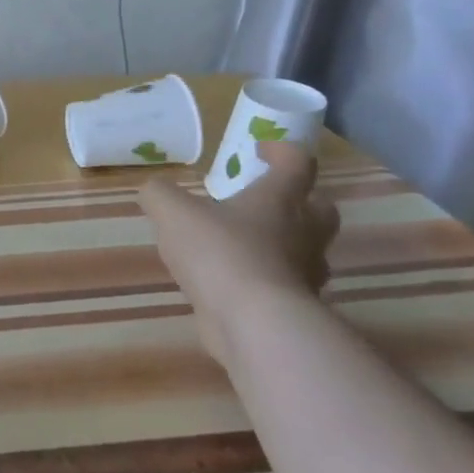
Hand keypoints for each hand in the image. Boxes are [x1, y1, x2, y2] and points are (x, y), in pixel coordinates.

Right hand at [140, 141, 340, 364]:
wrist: (254, 323)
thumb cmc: (219, 252)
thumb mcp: (172, 211)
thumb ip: (160, 194)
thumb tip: (155, 190)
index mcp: (279, 200)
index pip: (297, 164)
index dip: (282, 151)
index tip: (262, 149)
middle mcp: (302, 233)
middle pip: (318, 209)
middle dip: (299, 201)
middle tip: (264, 201)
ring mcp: (303, 274)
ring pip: (304, 250)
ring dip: (281, 244)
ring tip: (239, 246)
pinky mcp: (293, 309)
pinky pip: (283, 285)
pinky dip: (262, 280)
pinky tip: (232, 284)